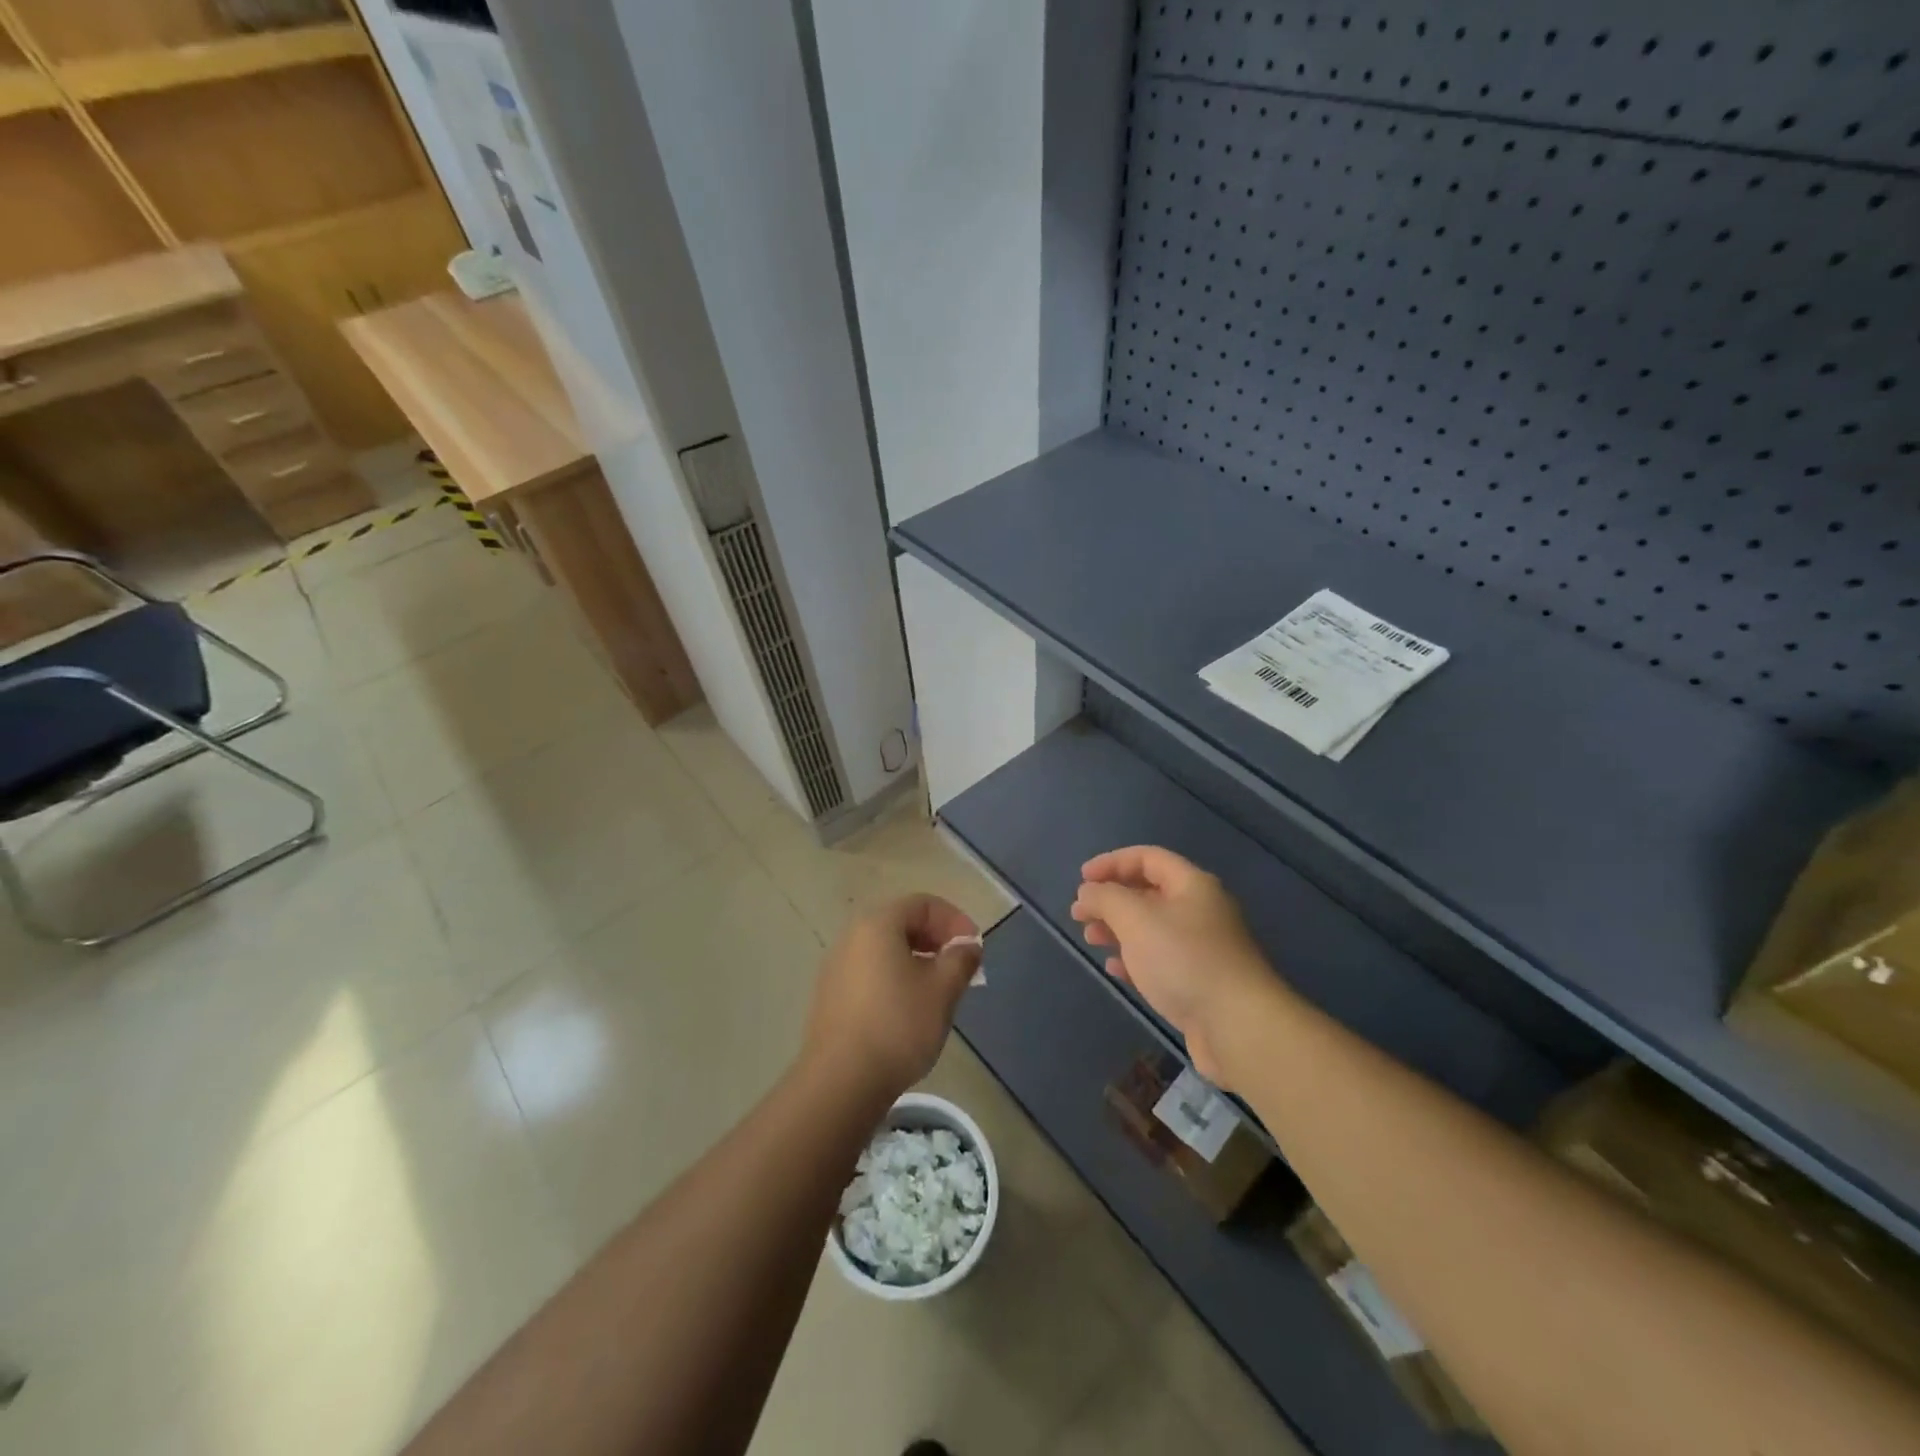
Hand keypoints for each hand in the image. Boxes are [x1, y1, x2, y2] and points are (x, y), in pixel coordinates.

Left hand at [801, 895, 982, 1105]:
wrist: (841, 1081)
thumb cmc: (898, 1025)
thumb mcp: (943, 990)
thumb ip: (960, 959)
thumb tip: (967, 944)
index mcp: (878, 924)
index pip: (923, 904)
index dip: (954, 920)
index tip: (974, 948)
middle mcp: (852, 936)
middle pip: (902, 923)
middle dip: (936, 939)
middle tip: (960, 967)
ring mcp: (836, 967)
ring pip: (885, 950)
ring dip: (917, 960)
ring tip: (939, 990)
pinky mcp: (831, 996)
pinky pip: (870, 972)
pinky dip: (895, 978)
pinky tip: (909, 1010)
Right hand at [1072, 846, 1277, 1087]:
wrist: (1238, 1026)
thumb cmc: (1183, 960)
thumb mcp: (1135, 919)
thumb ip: (1106, 898)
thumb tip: (1088, 892)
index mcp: (1192, 885)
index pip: (1148, 858)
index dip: (1112, 862)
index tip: (1082, 879)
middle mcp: (1200, 910)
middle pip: (1149, 892)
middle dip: (1111, 899)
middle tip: (1080, 914)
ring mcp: (1202, 948)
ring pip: (1152, 928)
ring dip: (1118, 929)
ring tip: (1091, 939)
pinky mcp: (1200, 982)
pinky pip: (1160, 959)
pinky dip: (1134, 958)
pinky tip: (1115, 969)